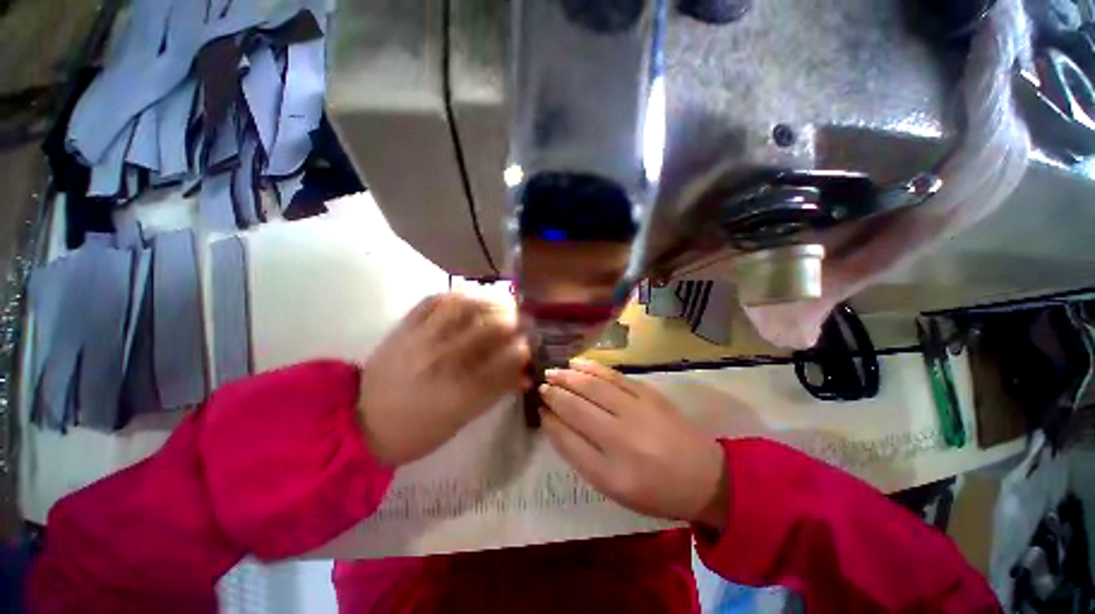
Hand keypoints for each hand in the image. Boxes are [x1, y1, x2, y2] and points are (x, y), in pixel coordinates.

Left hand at [357, 294, 530, 464]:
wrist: (362, 422)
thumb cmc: (419, 430)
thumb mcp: (464, 418)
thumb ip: (497, 390)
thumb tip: (525, 373)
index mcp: (461, 390)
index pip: (507, 358)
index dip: (525, 347)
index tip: (530, 344)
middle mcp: (444, 360)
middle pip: (491, 327)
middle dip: (516, 320)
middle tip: (523, 319)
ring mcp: (422, 340)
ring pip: (465, 306)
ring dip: (492, 300)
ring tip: (503, 301)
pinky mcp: (404, 327)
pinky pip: (434, 299)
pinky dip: (458, 292)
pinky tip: (472, 294)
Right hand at [539, 359, 727, 529]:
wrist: (705, 476)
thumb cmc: (654, 490)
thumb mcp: (614, 487)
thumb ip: (581, 456)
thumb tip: (555, 422)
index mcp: (611, 474)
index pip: (567, 440)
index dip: (549, 420)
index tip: (539, 408)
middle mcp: (621, 440)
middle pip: (576, 408)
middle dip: (554, 394)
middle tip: (541, 385)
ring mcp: (637, 411)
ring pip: (592, 387)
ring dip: (567, 377)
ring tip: (552, 372)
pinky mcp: (648, 393)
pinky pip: (613, 376)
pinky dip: (591, 367)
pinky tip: (576, 363)